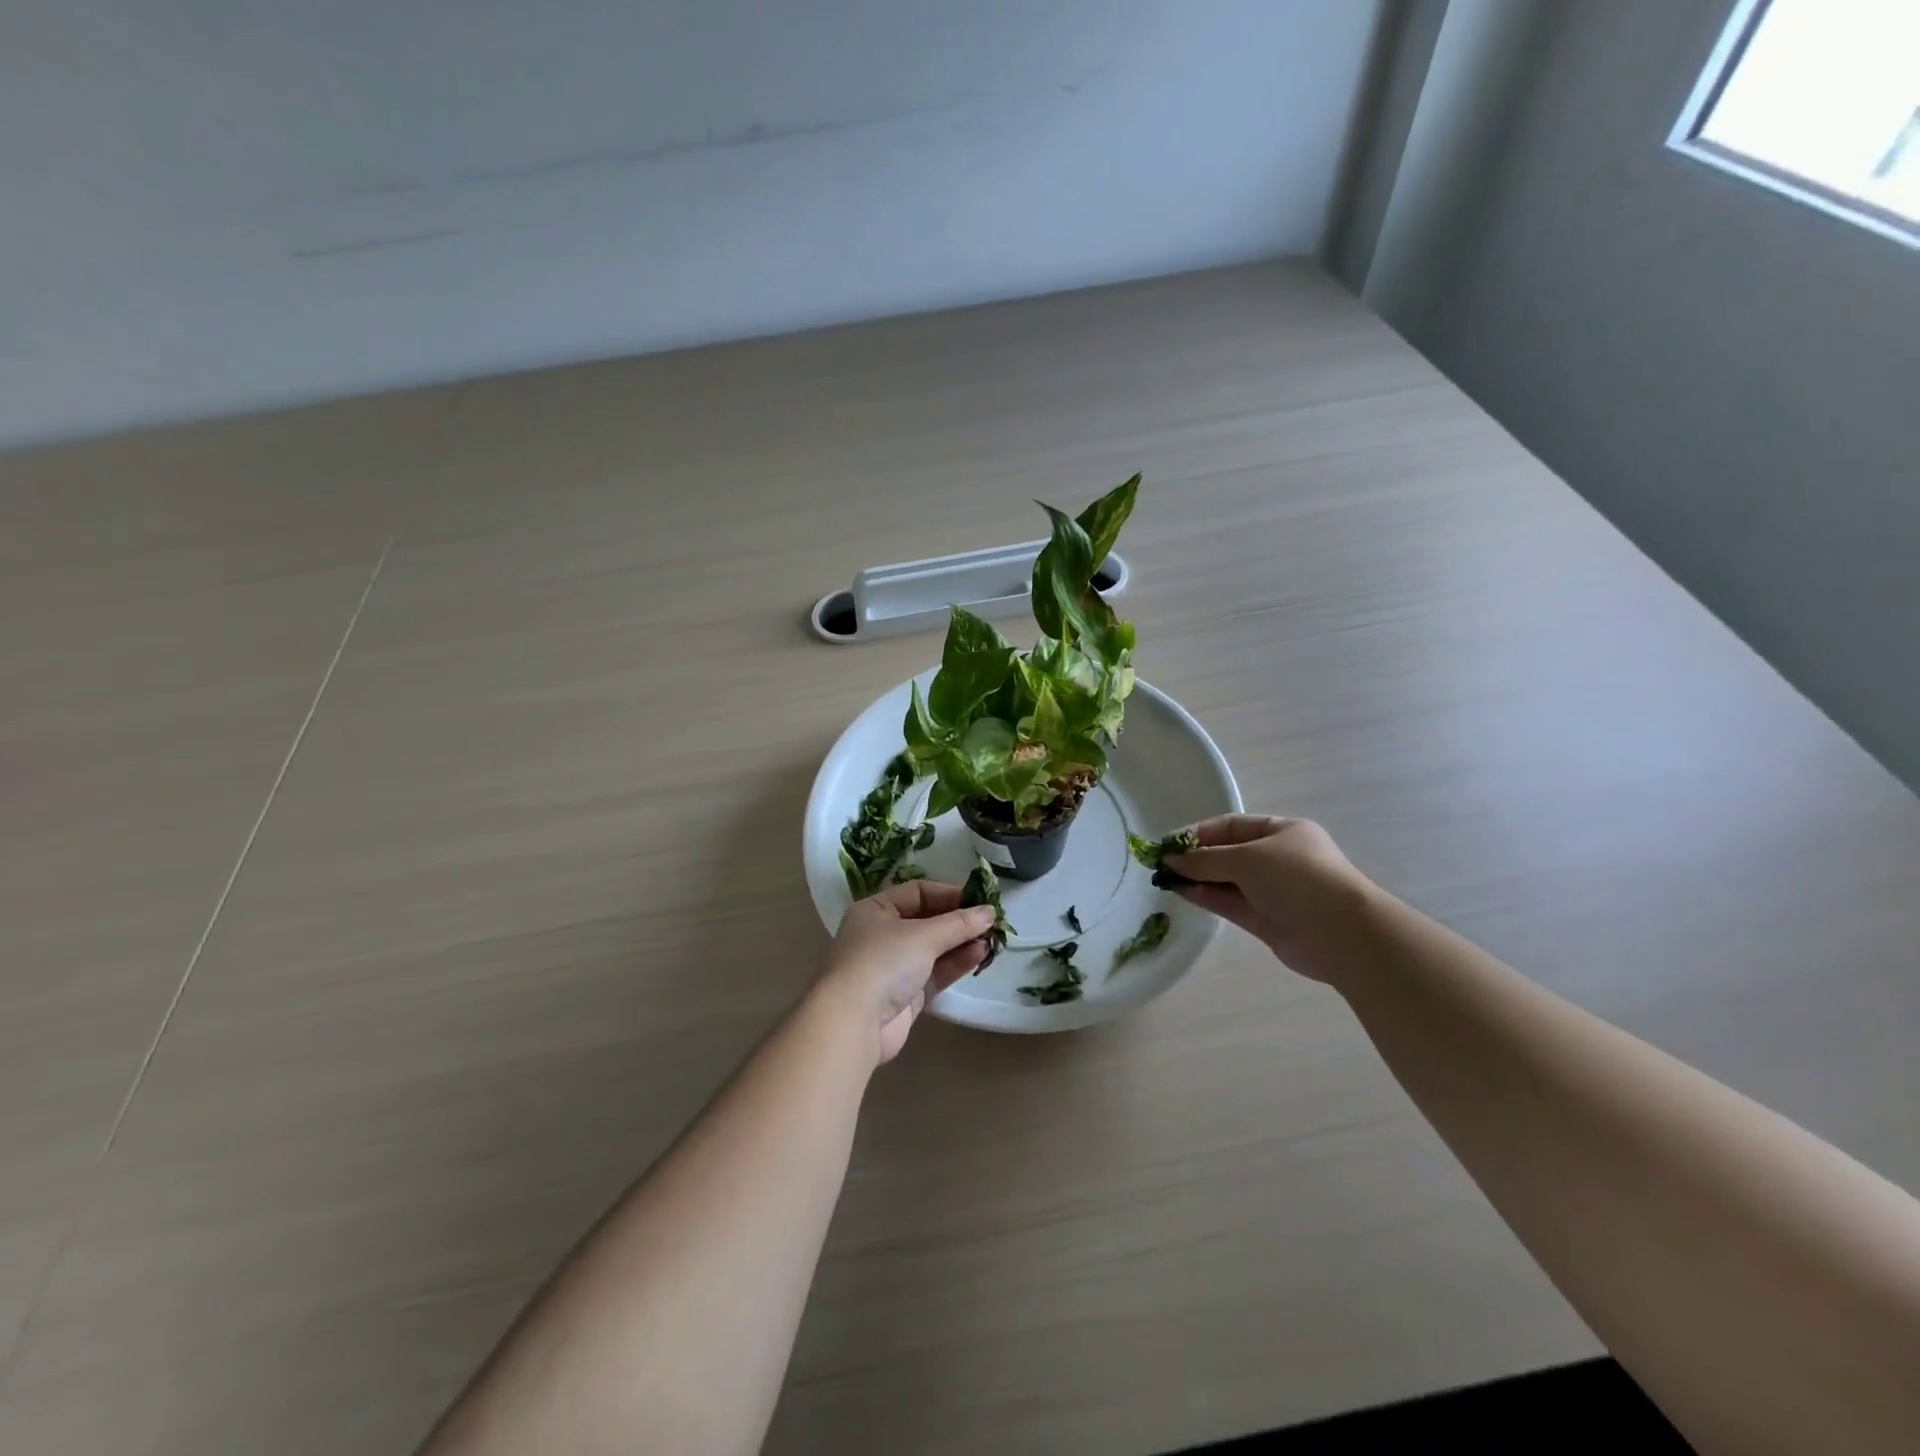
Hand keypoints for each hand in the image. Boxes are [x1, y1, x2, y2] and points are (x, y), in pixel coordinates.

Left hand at [816, 881, 997, 1063]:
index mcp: (875, 910)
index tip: (979, 900)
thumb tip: (990, 912)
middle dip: (959, 921)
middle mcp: (882, 935)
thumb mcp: (923, 935)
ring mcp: (893, 967)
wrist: (854, 1023)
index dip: (948, 894)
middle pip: (927, 920)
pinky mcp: (905, 995)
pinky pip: (935, 972)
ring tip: (993, 939)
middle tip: (991, 921)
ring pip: (934, 949)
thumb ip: (959, 923)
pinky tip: (980, 955)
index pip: (917, 892)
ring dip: (961, 942)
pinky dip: (956, 963)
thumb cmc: (883, 962)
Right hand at [1163, 815, 1375, 981]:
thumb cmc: (1297, 879)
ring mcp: (1272, 891)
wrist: (1342, 934)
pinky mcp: (1266, 920)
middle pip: (1227, 854)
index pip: (1232, 826)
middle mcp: (1277, 859)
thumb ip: (1205, 860)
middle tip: (1162, 864)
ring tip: (1166, 879)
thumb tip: (1170, 860)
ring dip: (1198, 879)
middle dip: (1196, 858)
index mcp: (1282, 832)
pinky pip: (1230, 903)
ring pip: (1226, 881)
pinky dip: (1208, 897)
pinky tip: (1183, 892)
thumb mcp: (1247, 859)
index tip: (1168, 843)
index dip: (1199, 833)